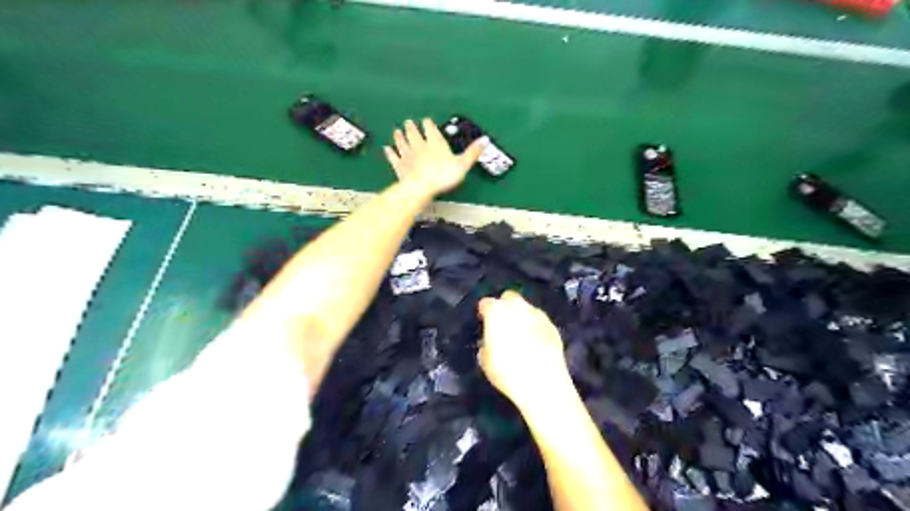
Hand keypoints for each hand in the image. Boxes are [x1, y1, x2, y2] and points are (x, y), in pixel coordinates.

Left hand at [384, 117, 487, 197]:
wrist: (421, 188)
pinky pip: (393, 157)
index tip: (426, 121)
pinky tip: (387, 149)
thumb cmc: (443, 176)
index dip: (428, 124)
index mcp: (435, 142)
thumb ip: (473, 152)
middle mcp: (419, 145)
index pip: (430, 129)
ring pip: (402, 143)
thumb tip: (485, 139)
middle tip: (408, 122)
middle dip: (411, 127)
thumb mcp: (463, 164)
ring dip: (399, 136)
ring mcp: (407, 155)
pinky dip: (390, 153)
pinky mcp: (399, 166)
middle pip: (414, 133)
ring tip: (397, 131)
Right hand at [476, 291, 566, 410]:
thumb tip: (490, 342)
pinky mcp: (552, 325)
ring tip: (520, 334)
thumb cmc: (507, 371)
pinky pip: (539, 321)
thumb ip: (486, 344)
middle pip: (509, 298)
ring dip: (521, 316)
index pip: (486, 303)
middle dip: (505, 306)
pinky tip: (534, 342)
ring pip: (526, 308)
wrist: (543, 383)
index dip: (484, 311)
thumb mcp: (486, 361)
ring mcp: (538, 314)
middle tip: (502, 323)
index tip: (483, 320)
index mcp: (497, 311)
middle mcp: (518, 306)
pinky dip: (535, 327)